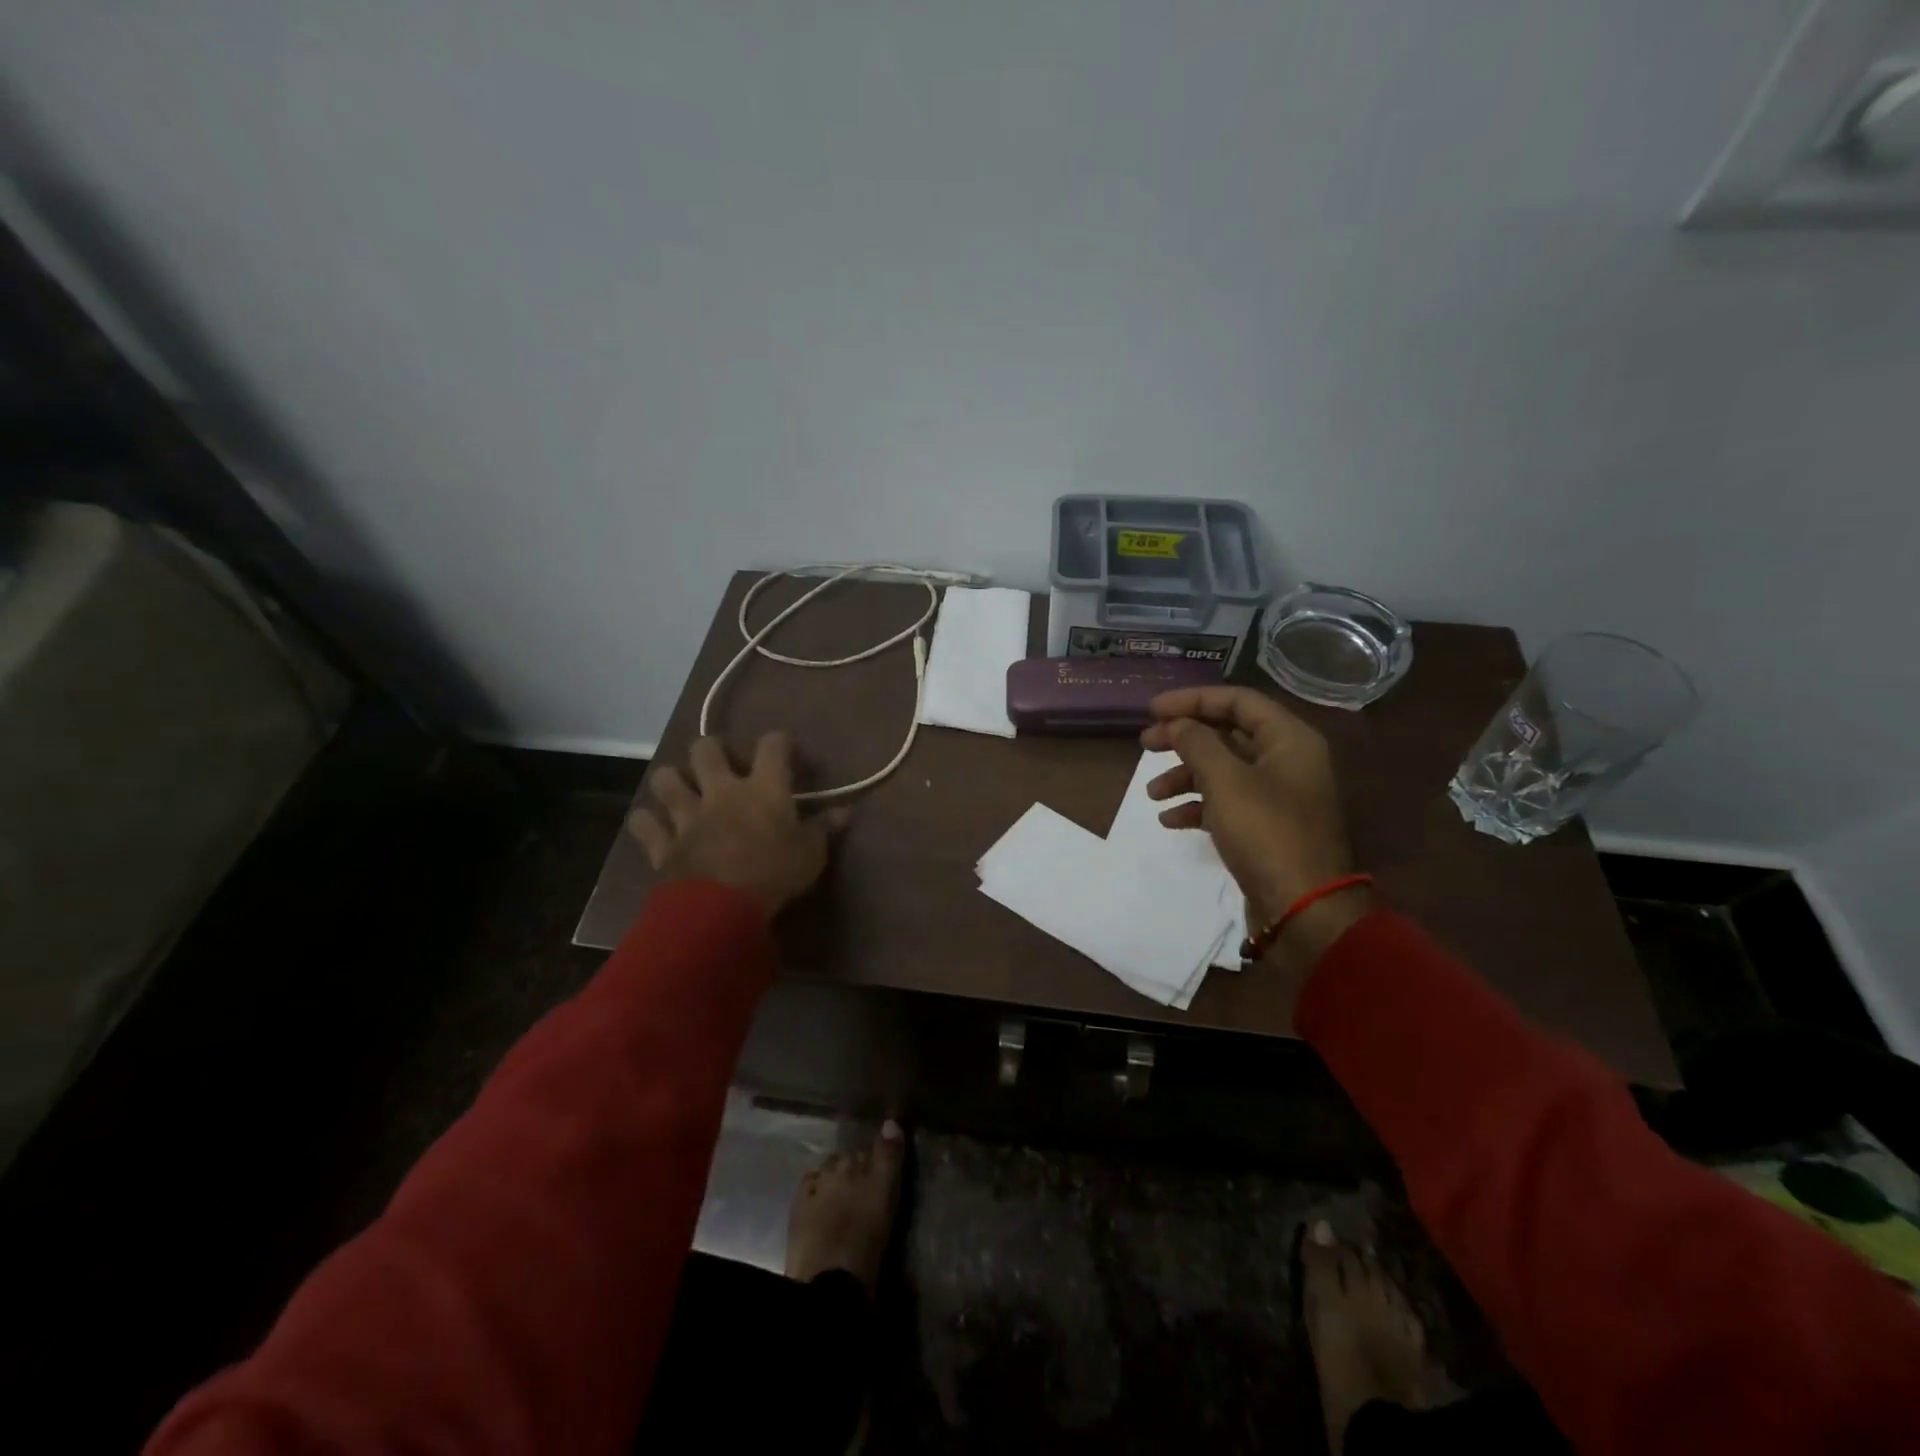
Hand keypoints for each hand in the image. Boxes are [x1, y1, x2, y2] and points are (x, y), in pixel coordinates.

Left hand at [628, 734, 848, 917]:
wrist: (721, 910)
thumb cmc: (775, 875)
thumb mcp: (811, 854)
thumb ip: (824, 829)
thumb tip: (846, 812)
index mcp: (763, 788)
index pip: (772, 745)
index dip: (779, 742)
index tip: (786, 752)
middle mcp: (722, 791)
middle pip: (706, 749)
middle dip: (712, 750)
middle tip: (722, 765)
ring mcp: (687, 815)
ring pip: (666, 779)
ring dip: (673, 780)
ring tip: (683, 789)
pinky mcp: (664, 843)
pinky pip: (643, 823)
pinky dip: (646, 821)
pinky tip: (654, 825)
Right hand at [1142, 686, 1367, 953]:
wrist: (1303, 908)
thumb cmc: (1266, 832)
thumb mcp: (1226, 781)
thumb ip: (1197, 743)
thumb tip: (1177, 724)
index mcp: (1289, 740)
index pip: (1237, 701)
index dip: (1192, 700)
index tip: (1152, 710)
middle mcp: (1287, 761)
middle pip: (1228, 734)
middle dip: (1184, 738)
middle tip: (1145, 744)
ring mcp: (1278, 795)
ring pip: (1223, 770)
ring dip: (1185, 776)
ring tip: (1152, 792)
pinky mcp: (1267, 826)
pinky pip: (1227, 803)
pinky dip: (1198, 806)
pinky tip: (1170, 819)